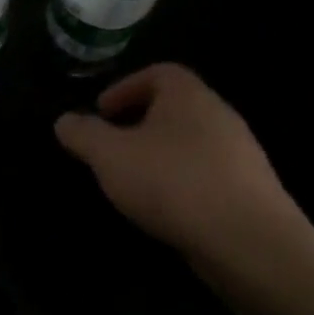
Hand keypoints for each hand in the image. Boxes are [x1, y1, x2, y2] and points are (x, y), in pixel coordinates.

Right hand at [54, 63, 293, 254]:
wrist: (248, 242)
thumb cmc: (172, 182)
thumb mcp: (110, 155)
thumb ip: (83, 134)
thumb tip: (65, 121)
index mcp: (189, 97)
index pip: (159, 72)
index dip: (125, 87)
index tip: (101, 113)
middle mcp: (219, 117)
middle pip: (174, 108)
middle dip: (138, 124)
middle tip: (110, 148)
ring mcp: (240, 155)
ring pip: (189, 143)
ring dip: (158, 156)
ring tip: (132, 182)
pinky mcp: (249, 192)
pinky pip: (205, 175)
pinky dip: (180, 183)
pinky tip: (163, 209)